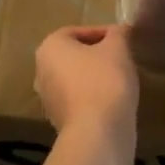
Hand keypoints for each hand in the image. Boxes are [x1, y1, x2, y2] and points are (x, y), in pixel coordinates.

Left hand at [34, 24, 138, 163]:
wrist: (97, 133)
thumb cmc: (104, 80)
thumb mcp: (118, 48)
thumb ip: (118, 34)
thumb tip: (119, 31)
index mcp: (49, 48)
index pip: (77, 31)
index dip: (103, 33)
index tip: (123, 40)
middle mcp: (41, 71)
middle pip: (74, 56)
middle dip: (98, 55)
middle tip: (121, 57)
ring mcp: (48, 99)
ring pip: (76, 79)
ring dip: (96, 77)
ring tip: (121, 80)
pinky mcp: (59, 122)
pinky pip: (78, 101)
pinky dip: (94, 97)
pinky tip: (114, 101)